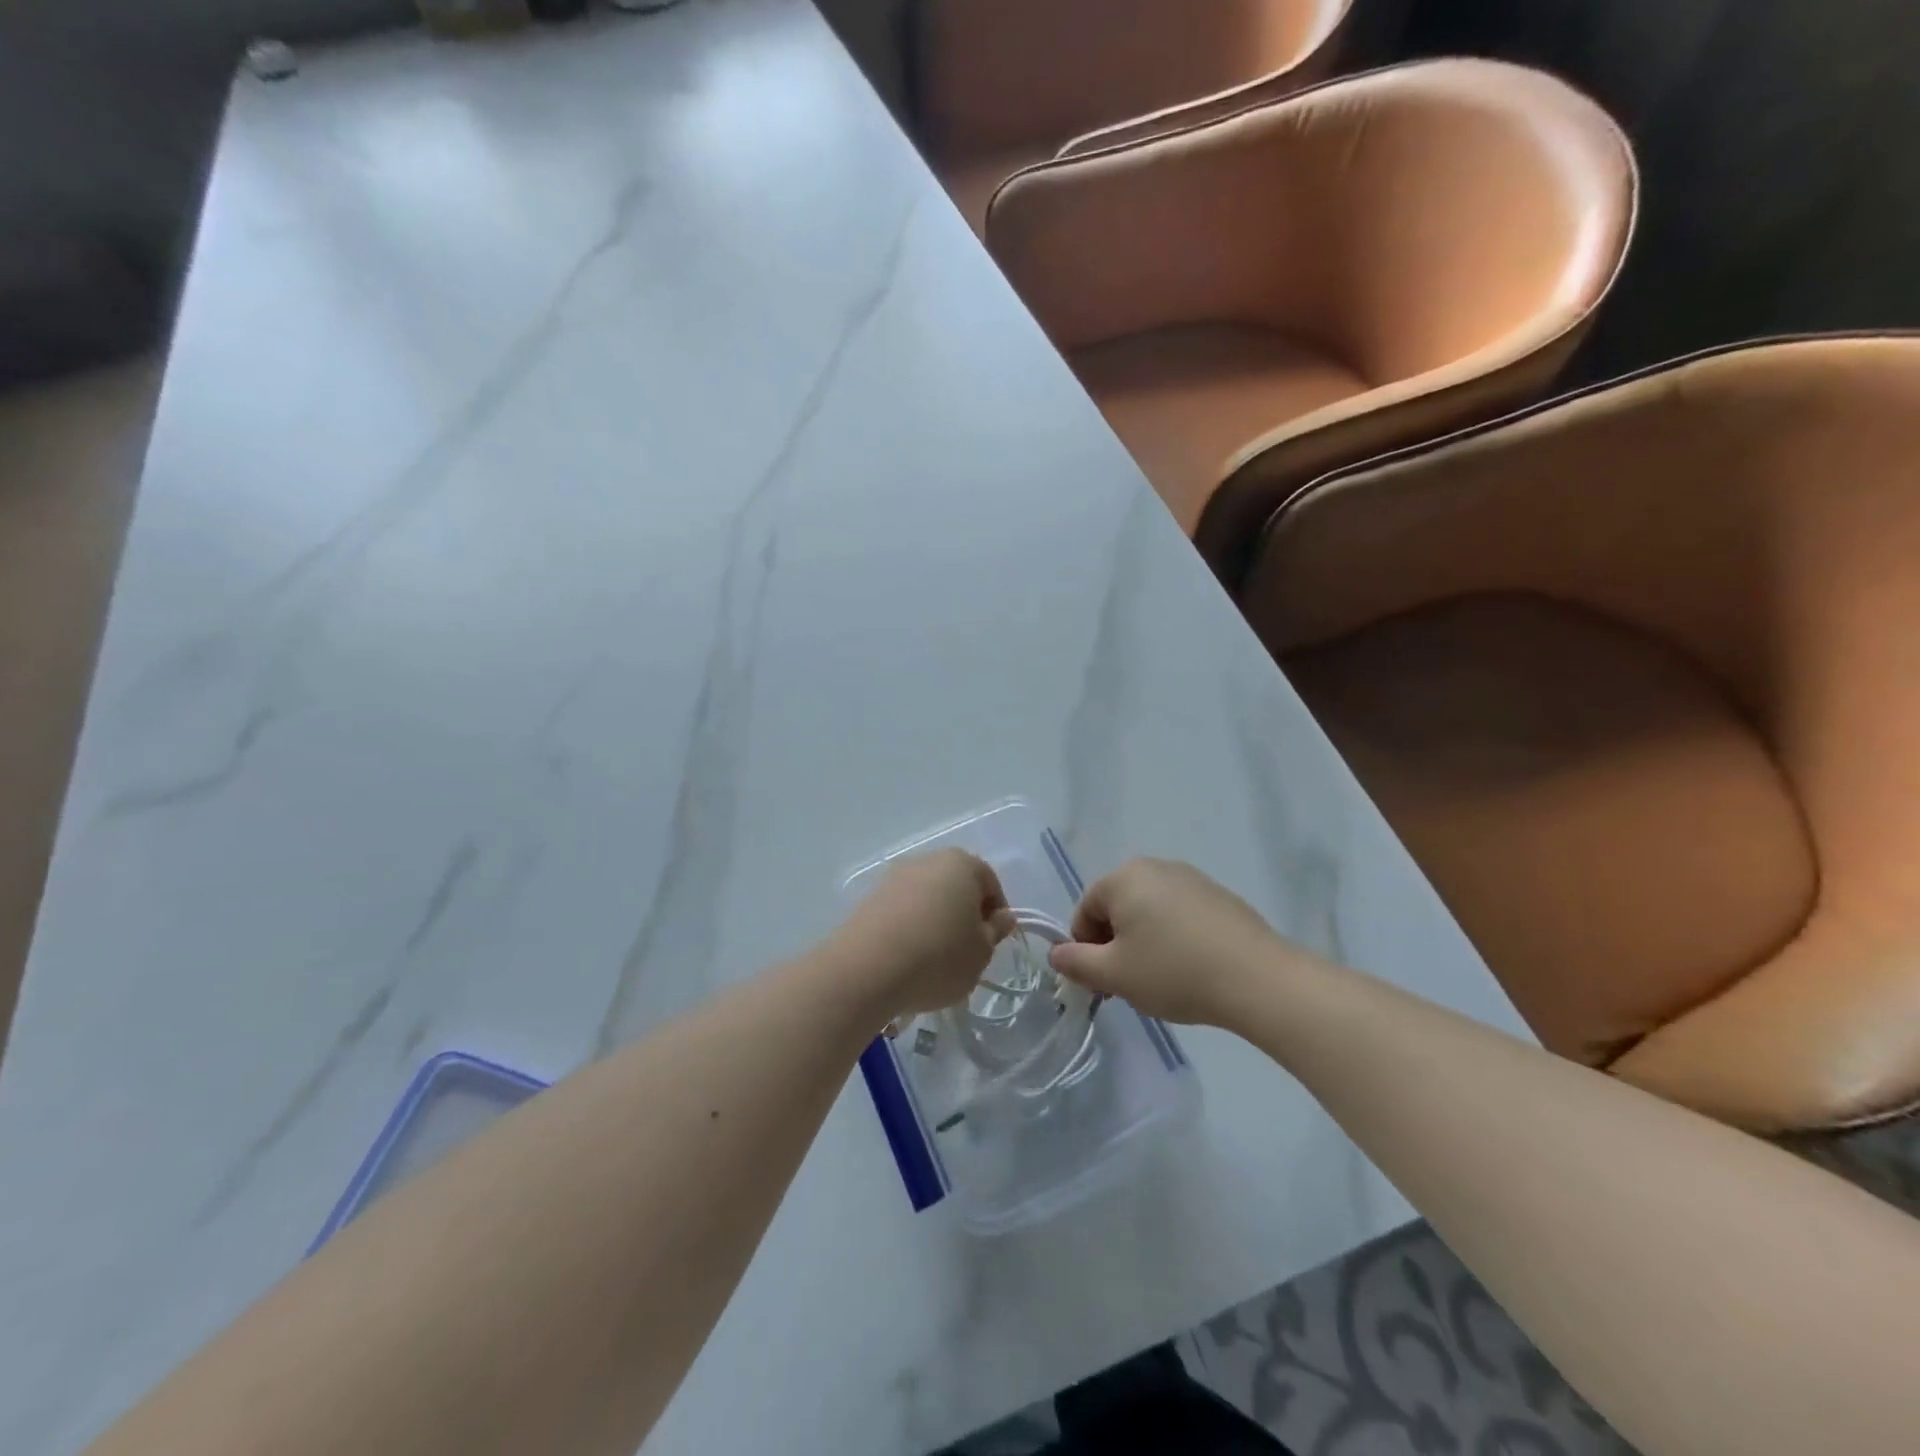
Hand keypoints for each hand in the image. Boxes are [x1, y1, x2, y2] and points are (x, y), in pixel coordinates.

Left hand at [829, 850, 1014, 1019]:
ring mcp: (894, 877)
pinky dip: (910, 928)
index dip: (997, 912)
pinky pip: (901, 911)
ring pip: (927, 898)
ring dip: (935, 921)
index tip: (993, 942)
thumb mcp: (981, 952)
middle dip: (964, 913)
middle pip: (956, 885)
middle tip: (968, 950)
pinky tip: (908, 959)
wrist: (867, 969)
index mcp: (961, 863)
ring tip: (935, 959)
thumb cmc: (939, 957)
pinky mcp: (869, 898)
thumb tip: (1001, 917)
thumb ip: (995, 931)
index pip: (989, 881)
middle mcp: (926, 860)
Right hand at [1049, 858, 1298, 1025]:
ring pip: (1149, 912)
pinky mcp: (1219, 896)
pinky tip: (1191, 969)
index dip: (1085, 950)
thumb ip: (1076, 962)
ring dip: (1144, 942)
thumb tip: (1057, 954)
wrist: (1257, 979)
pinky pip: (1180, 915)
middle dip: (1115, 945)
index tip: (1102, 983)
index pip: (1085, 911)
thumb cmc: (1174, 972)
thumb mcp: (1114, 975)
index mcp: (1124, 877)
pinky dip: (1174, 938)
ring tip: (1162, 980)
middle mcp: (1155, 867)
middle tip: (1128, 984)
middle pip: (1117, 908)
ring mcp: (1191, 878)